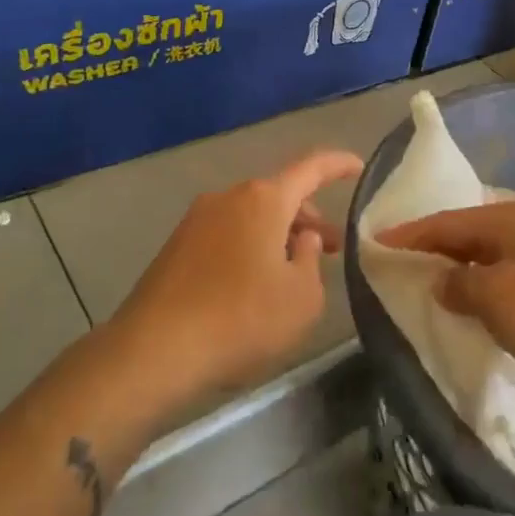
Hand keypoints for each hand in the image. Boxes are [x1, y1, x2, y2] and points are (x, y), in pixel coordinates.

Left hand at [112, 150, 363, 411]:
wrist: (154, 350)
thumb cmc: (241, 319)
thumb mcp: (301, 297)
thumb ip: (310, 259)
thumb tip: (301, 237)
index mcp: (264, 199)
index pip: (311, 167)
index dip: (339, 165)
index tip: (360, 168)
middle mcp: (228, 197)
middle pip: (280, 194)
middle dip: (309, 216)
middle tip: (331, 248)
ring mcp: (197, 219)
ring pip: (252, 215)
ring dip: (279, 234)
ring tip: (294, 270)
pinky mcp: (176, 246)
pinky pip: (227, 233)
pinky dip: (250, 246)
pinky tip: (255, 283)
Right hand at [380, 199, 514, 405]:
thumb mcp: (498, 300)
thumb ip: (459, 285)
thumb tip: (440, 281)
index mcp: (509, 219)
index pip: (444, 222)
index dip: (407, 234)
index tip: (373, 242)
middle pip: (465, 234)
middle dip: (430, 249)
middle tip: (395, 264)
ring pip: (485, 256)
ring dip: (456, 271)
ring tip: (424, 285)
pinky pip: (505, 277)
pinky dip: (481, 288)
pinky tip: (471, 306)